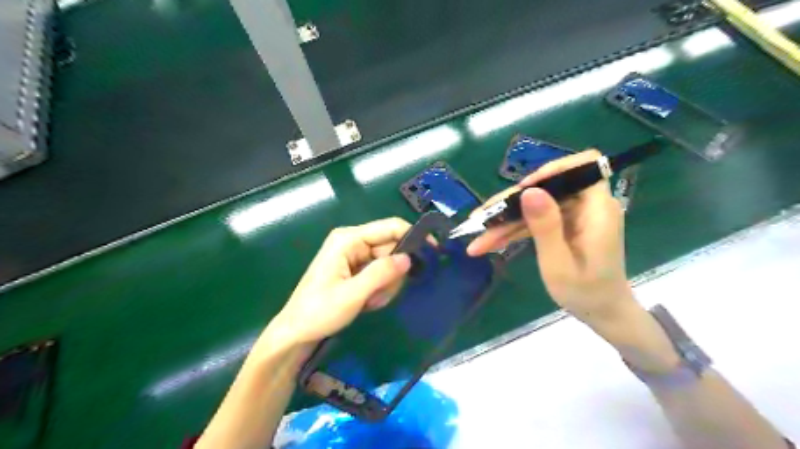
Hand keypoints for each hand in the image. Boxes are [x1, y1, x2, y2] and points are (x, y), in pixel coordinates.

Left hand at [267, 218, 411, 347]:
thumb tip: (409, 258)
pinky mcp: (356, 269)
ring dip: (385, 285)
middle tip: (378, 296)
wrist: (297, 332)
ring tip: (368, 301)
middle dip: (392, 274)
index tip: (432, 252)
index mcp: (348, 239)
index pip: (389, 227)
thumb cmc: (319, 312)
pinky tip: (366, 302)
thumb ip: (382, 273)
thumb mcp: (353, 294)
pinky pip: (380, 274)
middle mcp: (353, 242)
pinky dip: (379, 290)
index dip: (413, 235)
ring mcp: (355, 256)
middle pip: (391, 248)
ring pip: (389, 264)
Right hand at [467, 150, 634, 327]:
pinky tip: (489, 243)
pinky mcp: (562, 225)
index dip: (551, 170)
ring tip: (477, 239)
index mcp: (597, 209)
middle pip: (546, 188)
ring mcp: (573, 216)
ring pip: (534, 206)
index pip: (582, 166)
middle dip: (511, 203)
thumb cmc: (586, 293)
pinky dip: (513, 231)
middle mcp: (587, 206)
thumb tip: (529, 191)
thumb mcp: (559, 263)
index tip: (523, 189)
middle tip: (481, 218)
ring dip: (506, 221)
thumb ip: (546, 227)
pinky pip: (535, 220)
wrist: (601, 313)